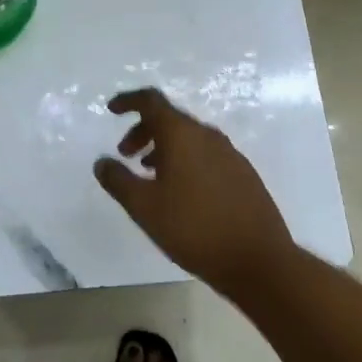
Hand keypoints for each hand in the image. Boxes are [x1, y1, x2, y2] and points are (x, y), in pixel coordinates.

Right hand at [94, 88, 296, 295]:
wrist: (259, 260)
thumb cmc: (194, 228)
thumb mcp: (144, 207)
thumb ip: (118, 180)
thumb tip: (102, 162)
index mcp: (182, 135)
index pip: (151, 101)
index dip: (128, 101)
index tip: (111, 110)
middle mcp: (207, 136)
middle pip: (169, 119)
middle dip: (142, 130)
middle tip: (125, 154)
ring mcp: (230, 154)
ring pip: (189, 138)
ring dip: (164, 148)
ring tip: (149, 175)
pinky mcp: (243, 174)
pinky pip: (206, 154)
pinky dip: (185, 160)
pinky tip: (181, 191)